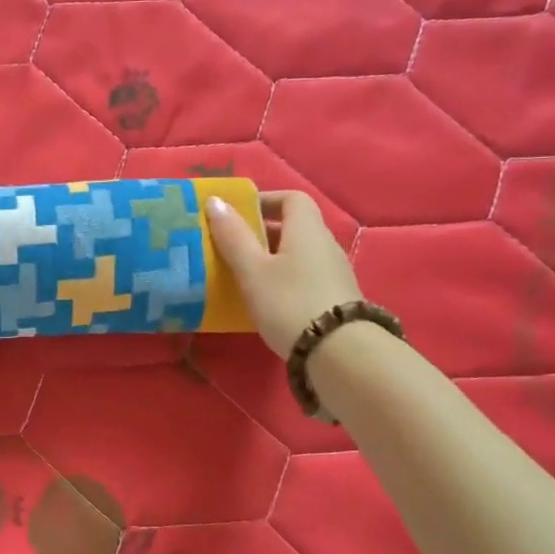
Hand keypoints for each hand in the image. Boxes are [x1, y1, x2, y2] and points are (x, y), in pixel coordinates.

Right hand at [206, 191, 360, 357]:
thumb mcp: (253, 270)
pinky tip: (265, 301)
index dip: (264, 200)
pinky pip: (304, 277)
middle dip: (261, 233)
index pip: (291, 198)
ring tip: (242, 276)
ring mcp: (334, 273)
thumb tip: (215, 201)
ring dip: (270, 259)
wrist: (339, 354)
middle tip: (230, 247)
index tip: (236, 215)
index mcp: (307, 230)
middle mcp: (325, 245)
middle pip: (293, 227)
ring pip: (297, 254)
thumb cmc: (289, 303)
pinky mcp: (335, 299)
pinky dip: (283, 280)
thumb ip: (233, 236)